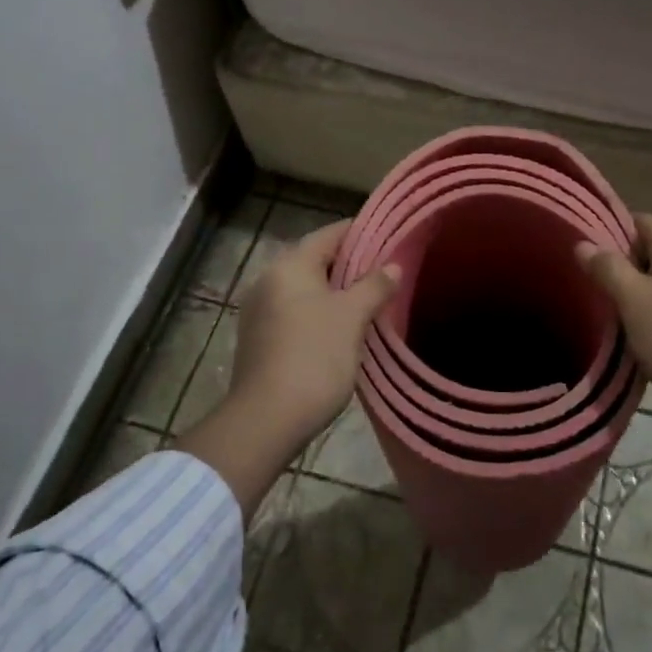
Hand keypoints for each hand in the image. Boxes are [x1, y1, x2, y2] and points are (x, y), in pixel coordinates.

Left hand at [229, 220, 400, 450]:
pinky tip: (342, 327)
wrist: (267, 419)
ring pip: (305, 288)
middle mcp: (268, 280)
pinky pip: (295, 311)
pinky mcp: (258, 338)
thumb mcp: (352, 317)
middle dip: (350, 264)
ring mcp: (259, 310)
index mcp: (290, 266)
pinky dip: (319, 311)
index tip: (389, 236)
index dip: (361, 232)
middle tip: (385, 270)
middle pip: (315, 260)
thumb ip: (374, 286)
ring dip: (335, 290)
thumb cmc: (314, 357)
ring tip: (369, 299)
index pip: (329, 234)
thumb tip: (393, 266)